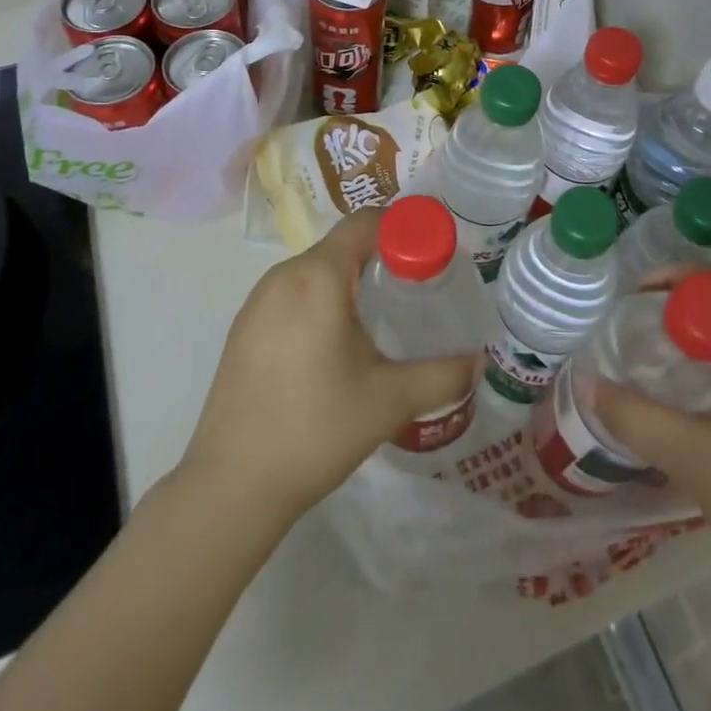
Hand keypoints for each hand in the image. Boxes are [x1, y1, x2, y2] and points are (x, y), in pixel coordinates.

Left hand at [178, 208, 480, 518]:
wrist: (231, 487)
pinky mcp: (243, 329)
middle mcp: (283, 276)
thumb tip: (479, 363)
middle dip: (381, 258)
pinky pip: (292, 295)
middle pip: (341, 246)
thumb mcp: (390, 400)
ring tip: (380, 320)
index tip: (431, 256)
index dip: (403, 229)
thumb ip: (443, 375)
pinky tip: (334, 347)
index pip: (366, 223)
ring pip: (315, 271)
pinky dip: (320, 302)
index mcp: (318, 276)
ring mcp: (256, 302)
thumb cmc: (316, 428)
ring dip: (350, 281)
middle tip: (415, 291)